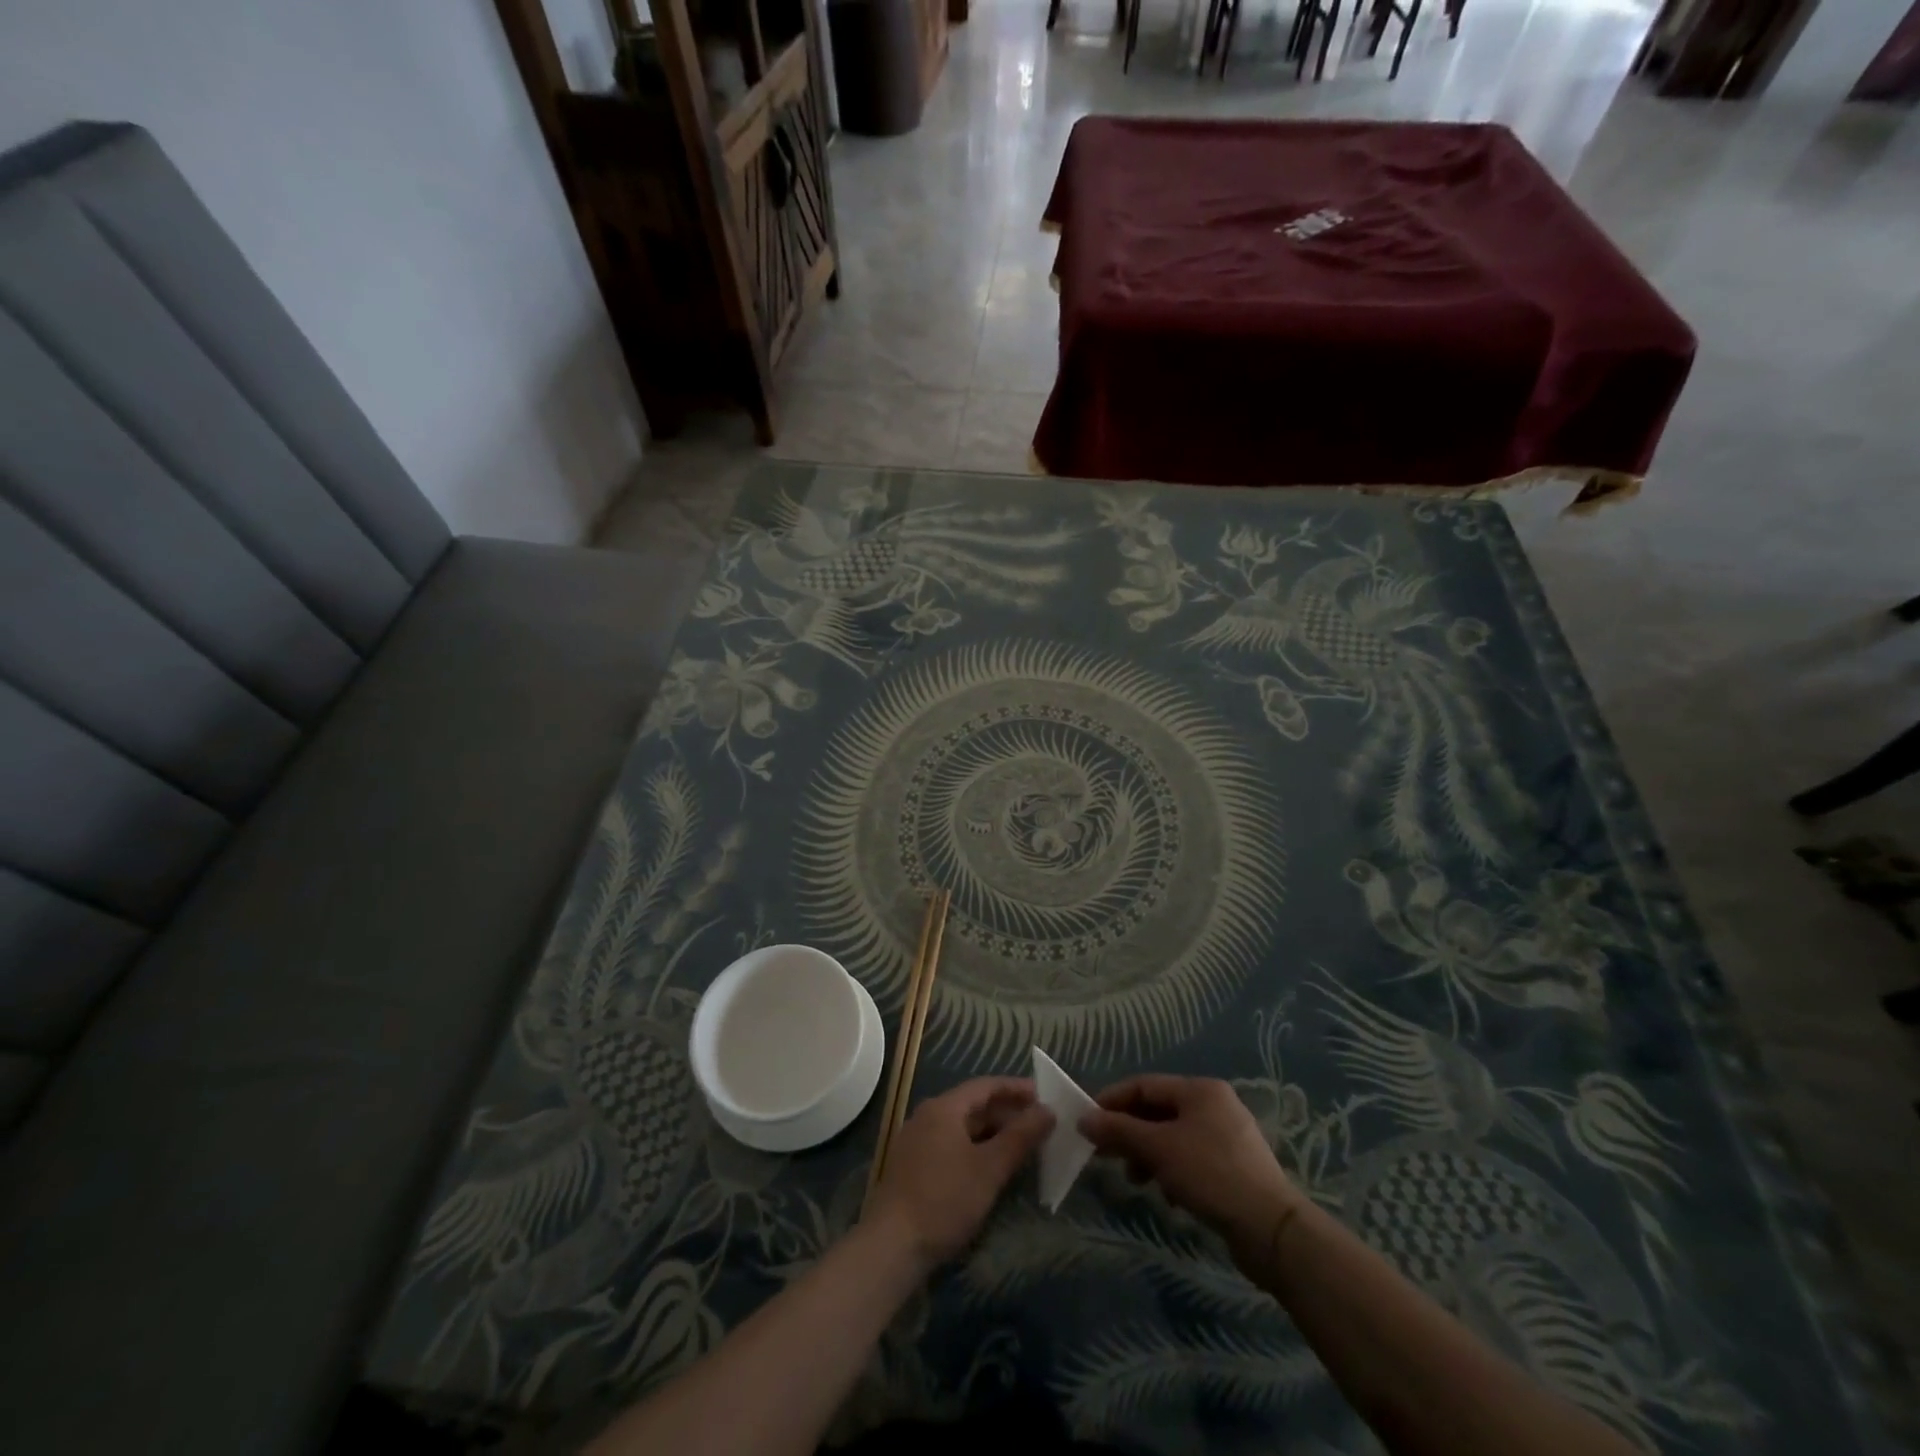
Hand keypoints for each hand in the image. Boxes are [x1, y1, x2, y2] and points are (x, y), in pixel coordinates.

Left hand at [866, 1077, 1053, 1266]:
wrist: (891, 1246)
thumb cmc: (944, 1199)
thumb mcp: (989, 1169)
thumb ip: (1020, 1137)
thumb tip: (1048, 1110)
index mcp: (944, 1108)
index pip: (985, 1086)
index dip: (1016, 1089)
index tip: (1043, 1095)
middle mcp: (928, 1116)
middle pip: (974, 1105)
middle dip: (1007, 1113)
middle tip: (1039, 1124)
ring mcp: (918, 1141)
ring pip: (963, 1128)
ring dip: (993, 1133)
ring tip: (1022, 1145)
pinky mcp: (914, 1167)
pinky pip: (952, 1145)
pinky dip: (976, 1149)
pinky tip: (992, 1168)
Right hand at [1080, 1074, 1303, 1271]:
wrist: (1272, 1230)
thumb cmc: (1211, 1175)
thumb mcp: (1158, 1149)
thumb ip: (1119, 1130)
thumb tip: (1084, 1119)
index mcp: (1200, 1090)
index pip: (1144, 1085)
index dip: (1112, 1101)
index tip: (1088, 1123)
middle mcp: (1214, 1105)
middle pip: (1158, 1111)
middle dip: (1129, 1132)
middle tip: (1104, 1154)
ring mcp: (1227, 1136)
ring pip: (1173, 1137)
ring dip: (1148, 1155)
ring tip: (1135, 1180)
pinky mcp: (1233, 1167)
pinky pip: (1190, 1158)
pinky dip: (1171, 1170)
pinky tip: (1168, 1195)